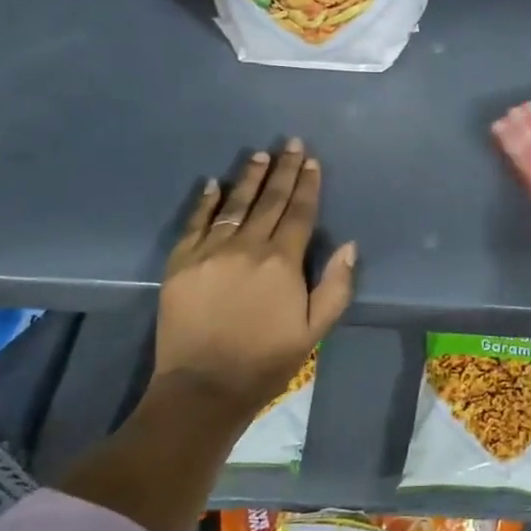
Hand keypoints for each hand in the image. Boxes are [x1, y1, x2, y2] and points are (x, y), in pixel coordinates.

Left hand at [154, 139, 356, 418]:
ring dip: (250, 178)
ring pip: (235, 205)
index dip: (308, 184)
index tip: (312, 160)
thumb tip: (349, 245)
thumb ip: (336, 286)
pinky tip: (214, 184)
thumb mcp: (315, 330)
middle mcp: (247, 247)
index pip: (299, 212)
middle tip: (291, 143)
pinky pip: (195, 223)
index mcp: (282, 261)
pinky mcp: (181, 263)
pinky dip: (205, 202)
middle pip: (270, 201)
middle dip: (284, 170)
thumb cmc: (266, 360)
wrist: (203, 387)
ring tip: (260, 155)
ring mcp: (210, 252)